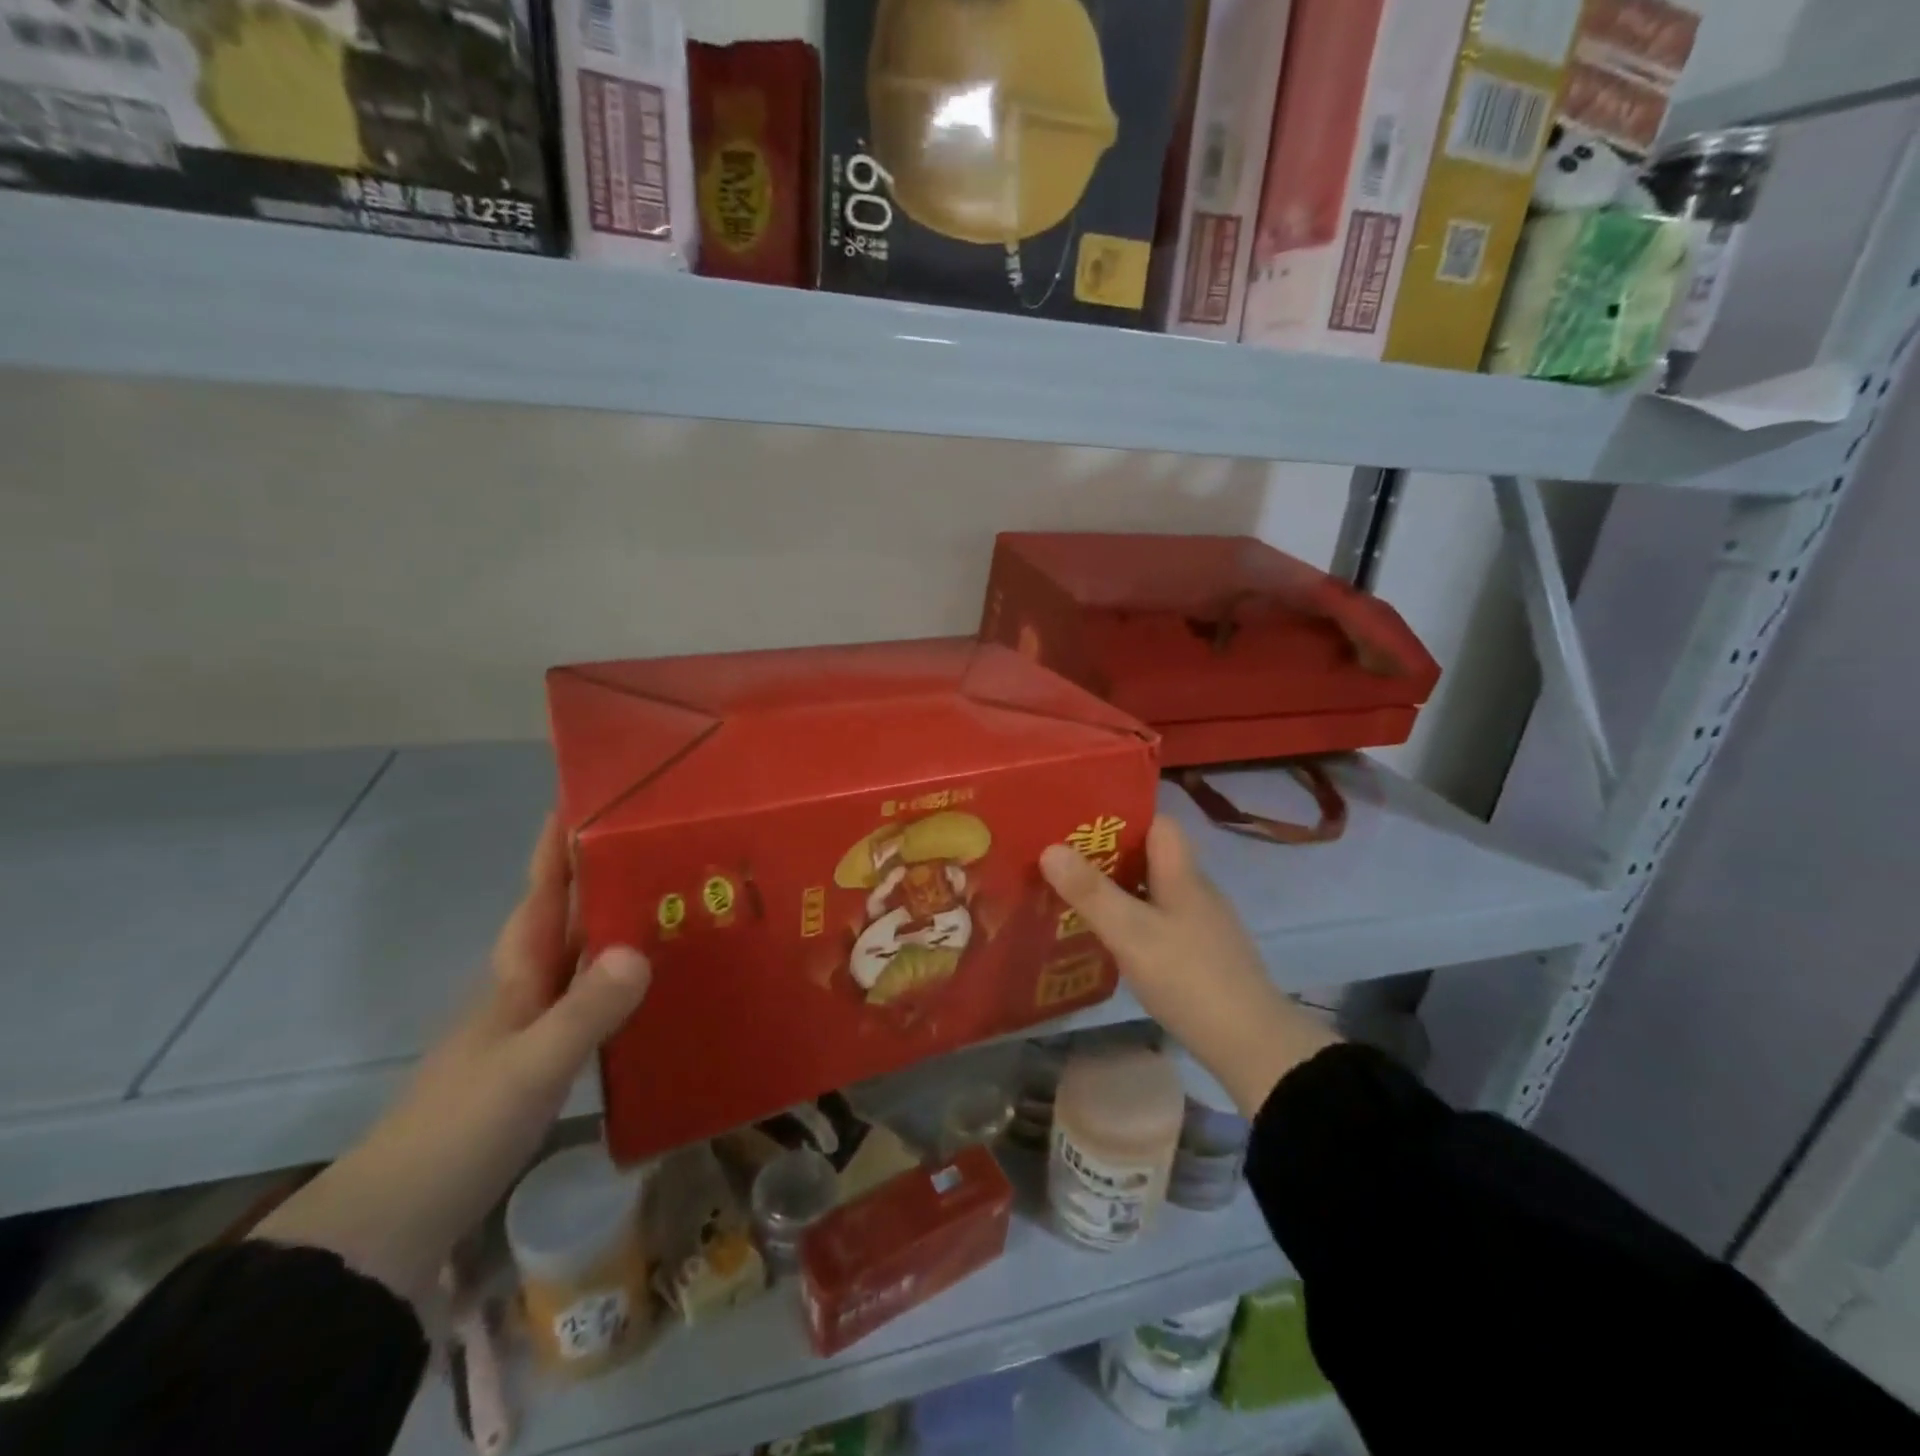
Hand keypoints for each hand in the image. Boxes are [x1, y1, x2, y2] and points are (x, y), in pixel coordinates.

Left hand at [255, 817, 648, 1297]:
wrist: (398, 1222)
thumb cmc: (459, 1129)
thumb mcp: (529, 1068)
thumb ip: (584, 1011)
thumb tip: (639, 950)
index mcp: (515, 975)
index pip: (541, 894)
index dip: (559, 845)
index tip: (586, 797)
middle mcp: (524, 989)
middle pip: (566, 918)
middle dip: (603, 877)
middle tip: (660, 846)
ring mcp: (531, 1027)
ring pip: (582, 958)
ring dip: (617, 926)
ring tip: (671, 904)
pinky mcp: (543, 1061)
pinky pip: (592, 1000)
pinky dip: (621, 981)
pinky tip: (654, 986)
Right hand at [1041, 815, 1338, 1116]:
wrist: (1251, 1045)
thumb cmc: (1188, 978)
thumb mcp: (1131, 933)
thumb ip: (1090, 892)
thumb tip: (1049, 847)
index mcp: (1183, 874)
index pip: (1158, 823)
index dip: (1123, 817)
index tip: (1081, 825)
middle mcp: (1195, 890)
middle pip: (1151, 856)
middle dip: (1109, 855)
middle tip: (1063, 863)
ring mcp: (1201, 923)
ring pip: (1153, 890)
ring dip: (1118, 890)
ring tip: (1074, 897)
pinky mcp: (1200, 954)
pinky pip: (1159, 920)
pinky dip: (1133, 920)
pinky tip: (1108, 939)